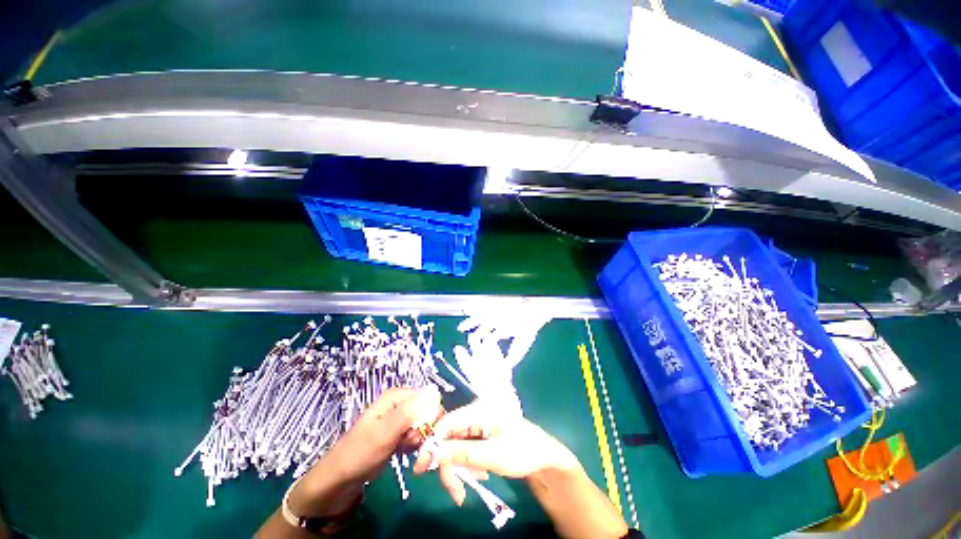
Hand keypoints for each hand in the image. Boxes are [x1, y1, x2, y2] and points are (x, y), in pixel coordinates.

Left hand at [288, 386, 441, 517]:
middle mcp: (401, 404)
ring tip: (411, 455)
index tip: (430, 436)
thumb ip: (409, 412)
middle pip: (428, 412)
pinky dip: (417, 447)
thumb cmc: (359, 453)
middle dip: (428, 431)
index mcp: (397, 396)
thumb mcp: (385, 432)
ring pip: (424, 426)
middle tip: (420, 450)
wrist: (340, 481)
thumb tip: (434, 391)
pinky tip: (408, 456)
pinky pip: (418, 436)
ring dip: (423, 442)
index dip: (433, 416)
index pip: (429, 398)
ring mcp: (400, 420)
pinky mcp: (400, 434)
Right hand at [412, 400, 578, 504]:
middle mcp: (476, 413)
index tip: (421, 469)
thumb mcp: (491, 455)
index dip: (432, 444)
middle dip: (449, 465)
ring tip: (473, 485)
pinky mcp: (481, 433)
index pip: (447, 422)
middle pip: (449, 437)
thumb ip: (460, 453)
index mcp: (479, 409)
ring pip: (455, 446)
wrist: (544, 457)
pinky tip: (481, 474)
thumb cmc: (522, 451)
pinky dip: (467, 465)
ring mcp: (478, 423)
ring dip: (459, 469)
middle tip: (456, 492)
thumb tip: (429, 454)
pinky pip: (465, 449)